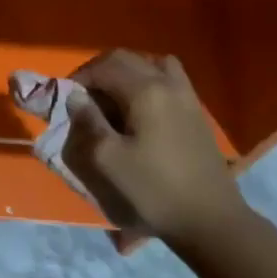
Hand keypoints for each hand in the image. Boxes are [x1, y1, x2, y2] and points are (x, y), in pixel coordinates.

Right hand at [64, 50, 249, 246]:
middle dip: (99, 71)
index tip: (66, 98)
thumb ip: (88, 122)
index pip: (104, 66)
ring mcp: (186, 95)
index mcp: (145, 91)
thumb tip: (76, 97)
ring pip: (150, 64)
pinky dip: (148, 82)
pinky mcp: (195, 111)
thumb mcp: (108, 160)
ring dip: (125, 73)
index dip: (80, 77)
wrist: (210, 219)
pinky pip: (168, 79)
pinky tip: (141, 109)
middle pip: (126, 58)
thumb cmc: (154, 190)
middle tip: (83, 97)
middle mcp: (167, 83)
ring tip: (112, 98)